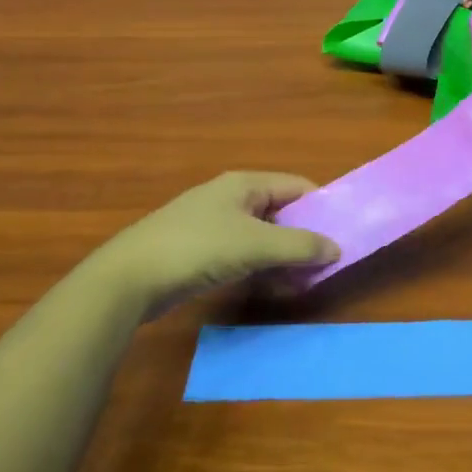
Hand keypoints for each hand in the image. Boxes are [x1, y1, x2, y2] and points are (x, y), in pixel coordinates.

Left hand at [73, 172, 340, 314]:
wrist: (129, 278)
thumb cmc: (198, 248)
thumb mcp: (256, 245)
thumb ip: (300, 246)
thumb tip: (336, 249)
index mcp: (245, 184)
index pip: (297, 186)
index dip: (322, 206)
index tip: (342, 231)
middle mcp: (231, 197)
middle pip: (281, 211)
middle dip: (304, 236)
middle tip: (325, 262)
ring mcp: (213, 224)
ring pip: (262, 236)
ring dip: (283, 256)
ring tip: (303, 281)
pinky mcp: (200, 251)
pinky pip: (243, 254)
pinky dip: (261, 267)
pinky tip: (271, 287)